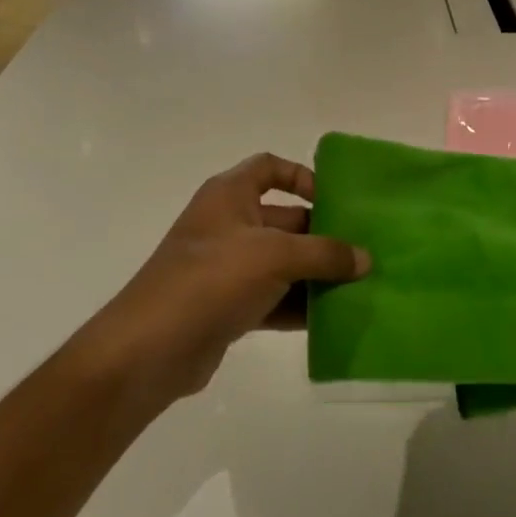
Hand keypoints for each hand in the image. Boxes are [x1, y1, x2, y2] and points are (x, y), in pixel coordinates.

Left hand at [74, 154, 369, 412]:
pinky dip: (299, 306)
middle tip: (363, 253)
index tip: (334, 201)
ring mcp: (226, 268)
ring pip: (282, 263)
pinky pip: (273, 298)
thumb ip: (324, 254)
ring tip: (359, 287)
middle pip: (284, 219)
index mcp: (229, 196)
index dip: (302, 176)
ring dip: (316, 275)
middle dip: (322, 235)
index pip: (269, 168)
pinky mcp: (228, 306)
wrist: (150, 349)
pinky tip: (333, 319)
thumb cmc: (211, 279)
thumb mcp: (275, 256)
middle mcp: (228, 225)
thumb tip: (365, 259)